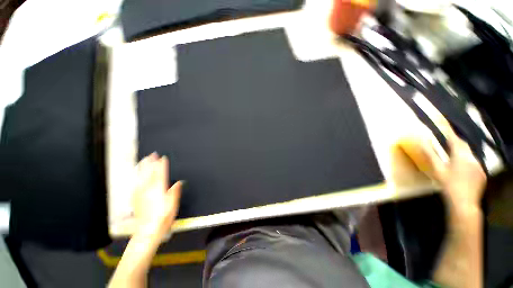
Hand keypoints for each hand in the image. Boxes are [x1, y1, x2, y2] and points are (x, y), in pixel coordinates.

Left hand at [132, 153, 181, 239]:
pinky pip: (136, 185)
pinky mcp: (136, 199)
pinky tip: (138, 176)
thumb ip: (175, 192)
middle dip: (151, 163)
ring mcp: (140, 194)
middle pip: (149, 173)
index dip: (162, 165)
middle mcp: (148, 190)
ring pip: (141, 177)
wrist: (147, 231)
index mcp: (159, 190)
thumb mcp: (173, 205)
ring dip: (143, 167)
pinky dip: (138, 177)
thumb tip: (178, 182)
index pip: (160, 174)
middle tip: (152, 155)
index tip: (163, 158)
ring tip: (144, 160)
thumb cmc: (162, 219)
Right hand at [422, 126, 486, 210]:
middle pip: (464, 146)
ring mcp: (478, 166)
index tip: (445, 131)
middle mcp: (472, 158)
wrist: (463, 202)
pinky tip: (462, 169)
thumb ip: (430, 154)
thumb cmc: (448, 184)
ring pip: (469, 155)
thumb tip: (423, 141)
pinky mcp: (482, 174)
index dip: (450, 135)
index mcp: (461, 155)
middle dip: (456, 143)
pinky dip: (467, 162)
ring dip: (462, 153)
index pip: (456, 140)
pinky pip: (474, 163)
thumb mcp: (437, 169)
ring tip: (454, 157)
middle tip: (448, 143)